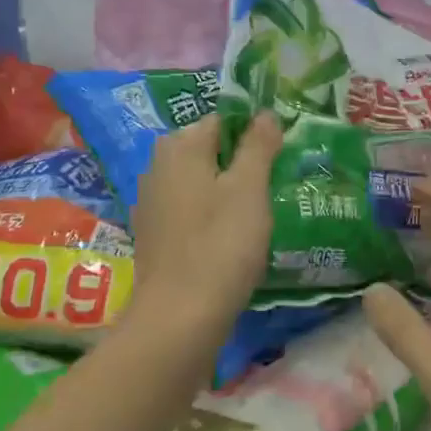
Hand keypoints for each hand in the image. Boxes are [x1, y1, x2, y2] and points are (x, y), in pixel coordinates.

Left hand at [129, 112, 281, 329]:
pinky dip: (209, 216)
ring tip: (258, 213)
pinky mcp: (154, 235)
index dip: (254, 134)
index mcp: (180, 147)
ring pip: (199, 182)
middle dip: (240, 163)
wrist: (179, 317)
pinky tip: (230, 238)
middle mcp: (158, 166)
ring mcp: (151, 202)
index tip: (279, 157)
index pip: (223, 120)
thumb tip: (264, 113)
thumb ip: (258, 145)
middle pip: (208, 150)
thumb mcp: (249, 188)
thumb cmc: (220, 244)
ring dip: (226, 191)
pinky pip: (189, 211)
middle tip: (273, 186)